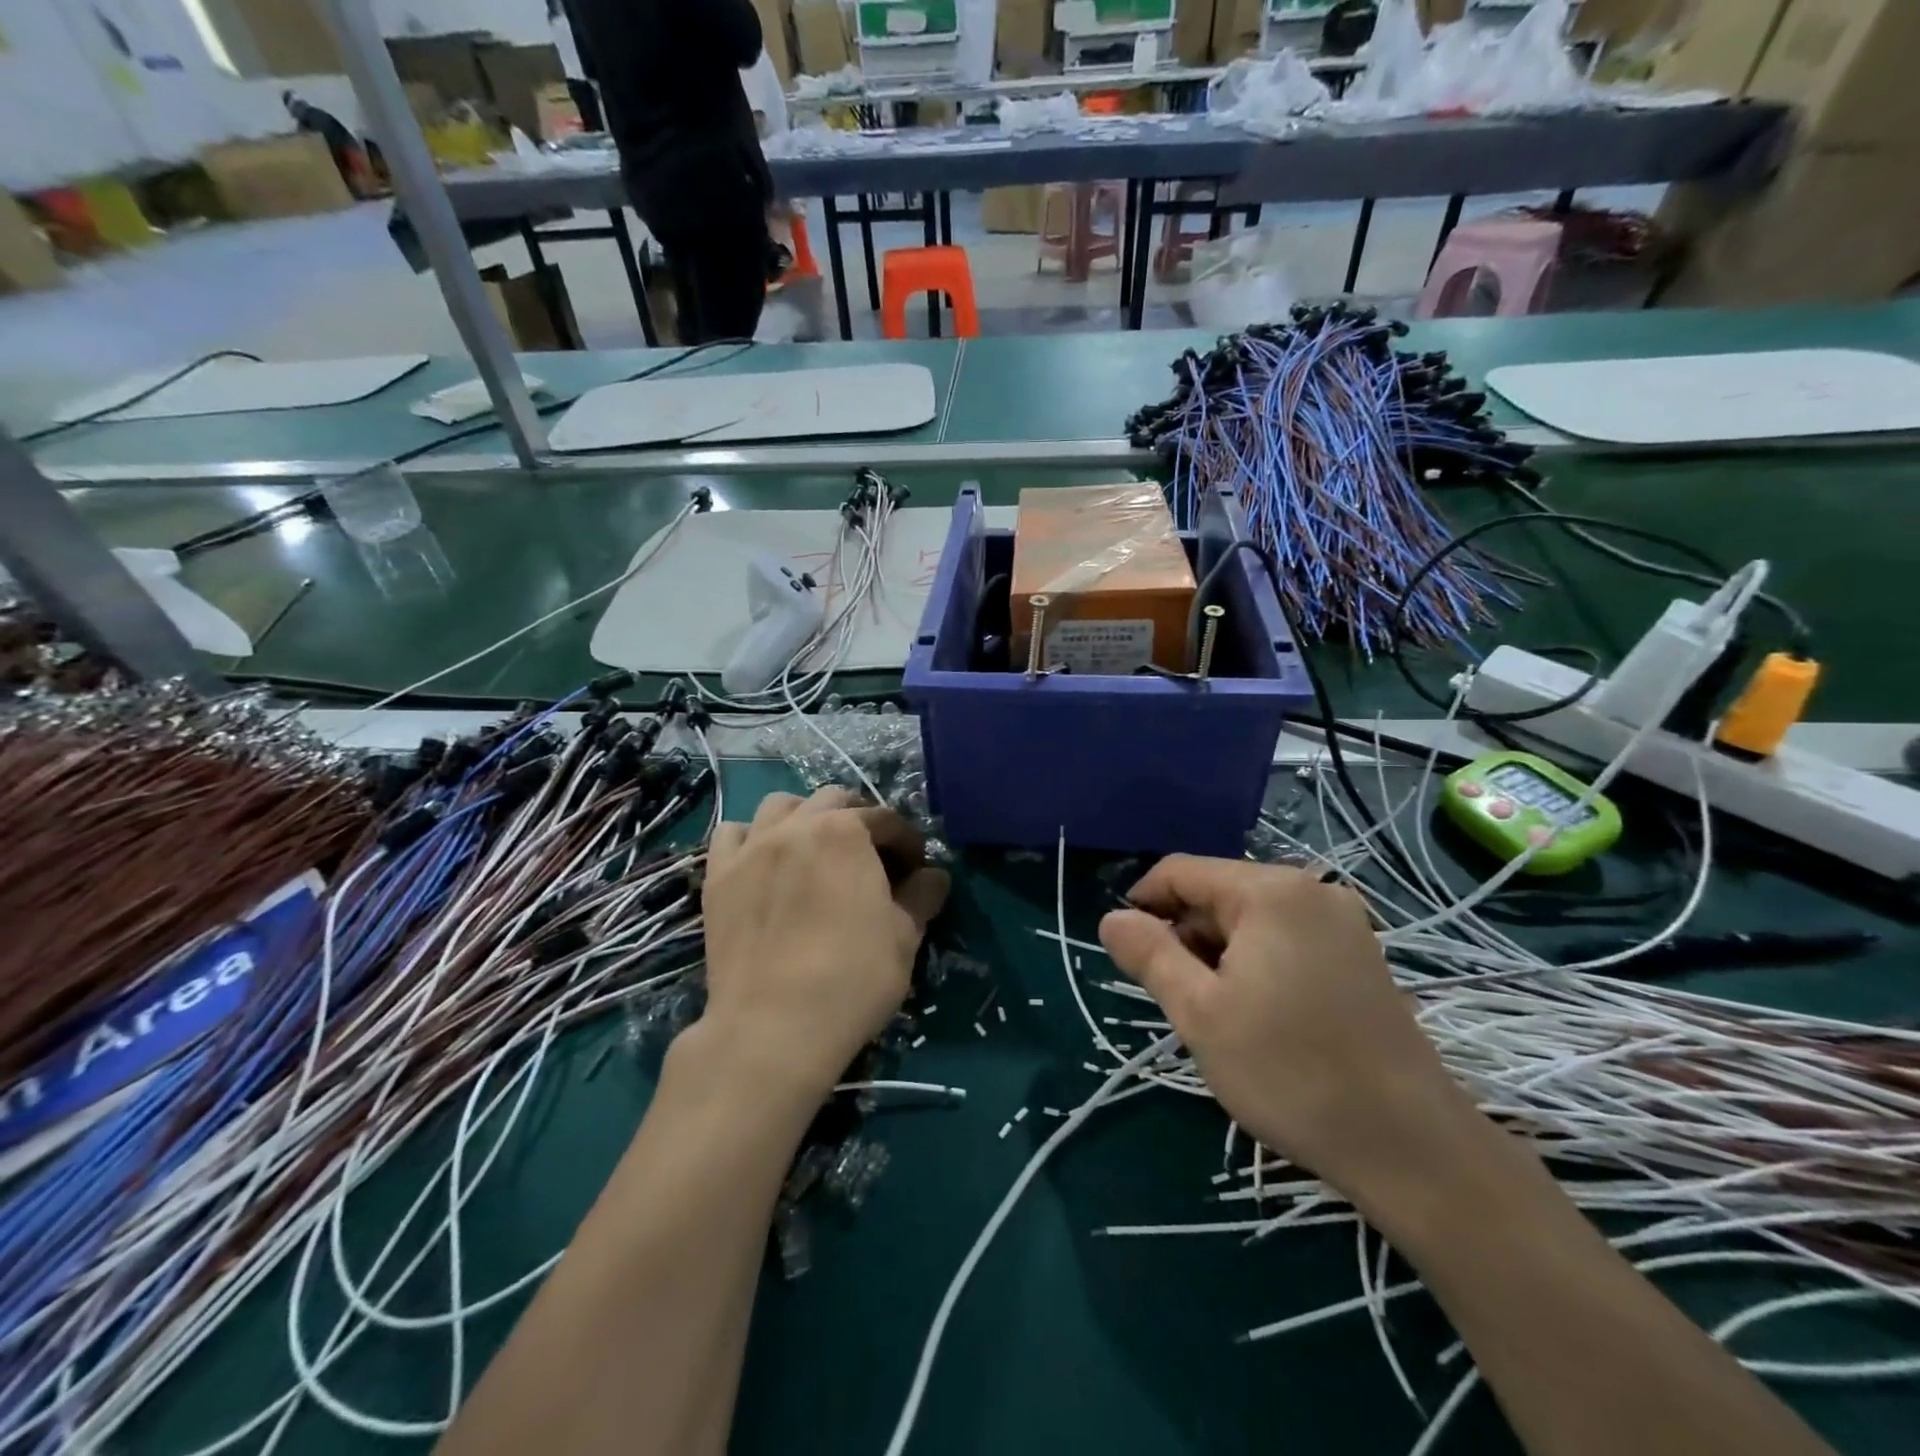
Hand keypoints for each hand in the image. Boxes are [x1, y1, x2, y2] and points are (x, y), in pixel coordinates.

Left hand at [700, 788, 948, 1098]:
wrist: (772, 1027)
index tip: (916, 870)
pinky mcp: (718, 877)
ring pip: (779, 806)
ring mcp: (751, 848)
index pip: (886, 820)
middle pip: (832, 800)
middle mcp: (796, 826)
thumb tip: (934, 876)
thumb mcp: (904, 937)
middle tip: (871, 857)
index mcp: (846, 831)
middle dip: (859, 819)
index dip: (907, 842)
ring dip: (804, 817)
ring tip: (815, 849)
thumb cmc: (852, 978)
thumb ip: (922, 895)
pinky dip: (752, 838)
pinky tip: (764, 863)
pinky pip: (732, 834)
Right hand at [1099, 856, 1471, 1198]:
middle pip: (1218, 893)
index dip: (1143, 904)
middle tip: (1178, 998)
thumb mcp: (1199, 1013)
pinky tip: (1258, 1014)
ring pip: (1251, 919)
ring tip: (1218, 1014)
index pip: (1181, 871)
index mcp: (1270, 891)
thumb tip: (1112, 917)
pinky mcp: (1361, 955)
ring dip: (1219, 954)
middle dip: (1185, 935)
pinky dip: (1256, 963)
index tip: (1126, 951)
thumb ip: (1149, 954)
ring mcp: (1344, 922)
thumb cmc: (1290, 1072)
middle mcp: (1311, 890)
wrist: (1411, 1147)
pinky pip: (1286, 938)